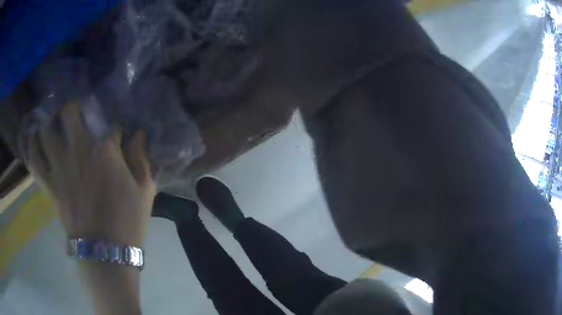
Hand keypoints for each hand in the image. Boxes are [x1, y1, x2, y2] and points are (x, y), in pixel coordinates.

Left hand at [26, 102, 155, 246]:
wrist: (105, 253)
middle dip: (74, 105)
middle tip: (76, 108)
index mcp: (105, 151)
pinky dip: (33, 148)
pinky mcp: (51, 185)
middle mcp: (78, 150)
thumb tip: (138, 135)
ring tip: (52, 119)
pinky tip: (34, 140)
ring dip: (49, 121)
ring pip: (46, 131)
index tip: (119, 134)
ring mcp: (60, 167)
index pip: (110, 124)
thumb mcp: (145, 191)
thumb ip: (142, 159)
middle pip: (69, 113)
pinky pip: (35, 162)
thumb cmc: (128, 221)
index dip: (115, 127)